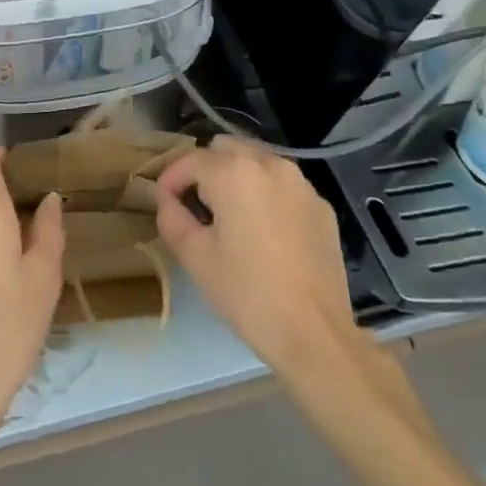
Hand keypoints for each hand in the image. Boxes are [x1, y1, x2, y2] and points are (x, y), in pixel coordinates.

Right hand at [154, 138, 355, 376]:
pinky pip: (284, 185)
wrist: (316, 336)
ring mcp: (300, 182)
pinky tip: (267, 232)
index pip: (190, 159)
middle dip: (206, 170)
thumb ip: (171, 217)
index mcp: (234, 171)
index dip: (171, 179)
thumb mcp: (195, 257)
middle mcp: (268, 163)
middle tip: (198, 207)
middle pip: (225, 148)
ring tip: (232, 216)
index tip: (164, 202)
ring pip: (257, 161)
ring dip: (238, 177)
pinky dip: (268, 195)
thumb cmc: (248, 294)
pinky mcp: (321, 205)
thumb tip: (168, 200)